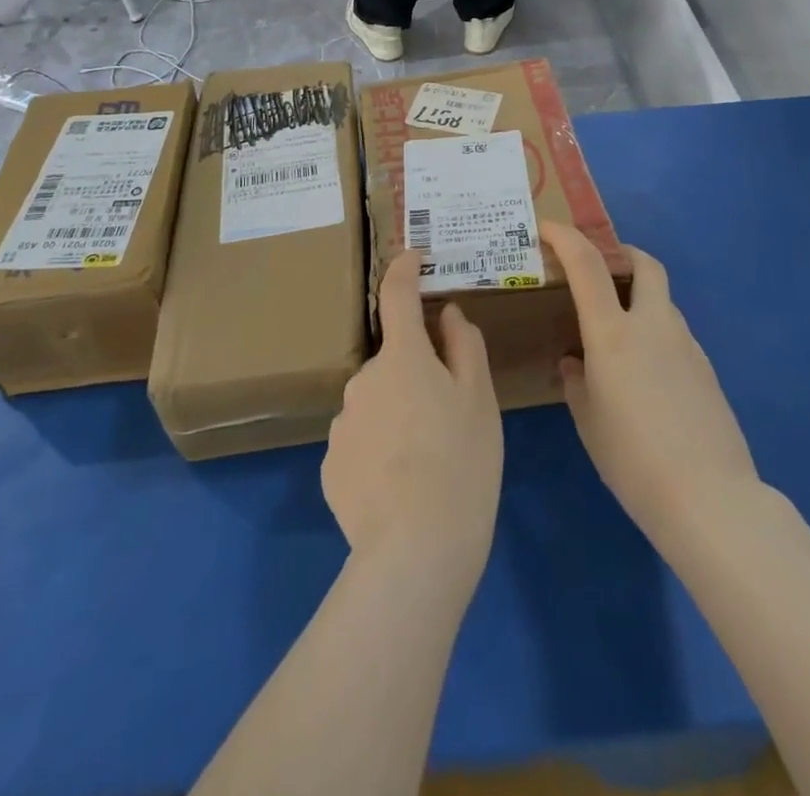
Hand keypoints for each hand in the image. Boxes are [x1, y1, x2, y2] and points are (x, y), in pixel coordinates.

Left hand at [323, 252, 501, 592]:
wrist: (415, 550)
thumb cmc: (461, 463)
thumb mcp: (480, 400)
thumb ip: (464, 347)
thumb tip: (448, 314)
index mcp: (402, 357)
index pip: (397, 295)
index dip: (405, 270)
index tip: (413, 257)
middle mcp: (363, 379)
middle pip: (393, 363)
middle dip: (415, 376)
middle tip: (448, 419)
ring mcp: (342, 422)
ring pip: (376, 404)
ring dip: (397, 417)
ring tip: (426, 465)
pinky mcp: (330, 465)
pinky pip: (361, 443)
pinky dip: (380, 452)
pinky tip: (400, 489)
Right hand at [546, 223, 760, 560]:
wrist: (710, 498)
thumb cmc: (633, 458)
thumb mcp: (588, 420)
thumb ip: (576, 381)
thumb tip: (575, 363)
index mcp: (613, 333)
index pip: (587, 265)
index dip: (565, 238)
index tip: (547, 228)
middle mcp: (653, 325)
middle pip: (645, 265)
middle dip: (622, 254)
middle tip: (600, 268)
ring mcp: (686, 345)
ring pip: (662, 301)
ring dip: (639, 298)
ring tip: (618, 333)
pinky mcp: (706, 369)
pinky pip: (675, 334)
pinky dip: (656, 332)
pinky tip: (646, 374)